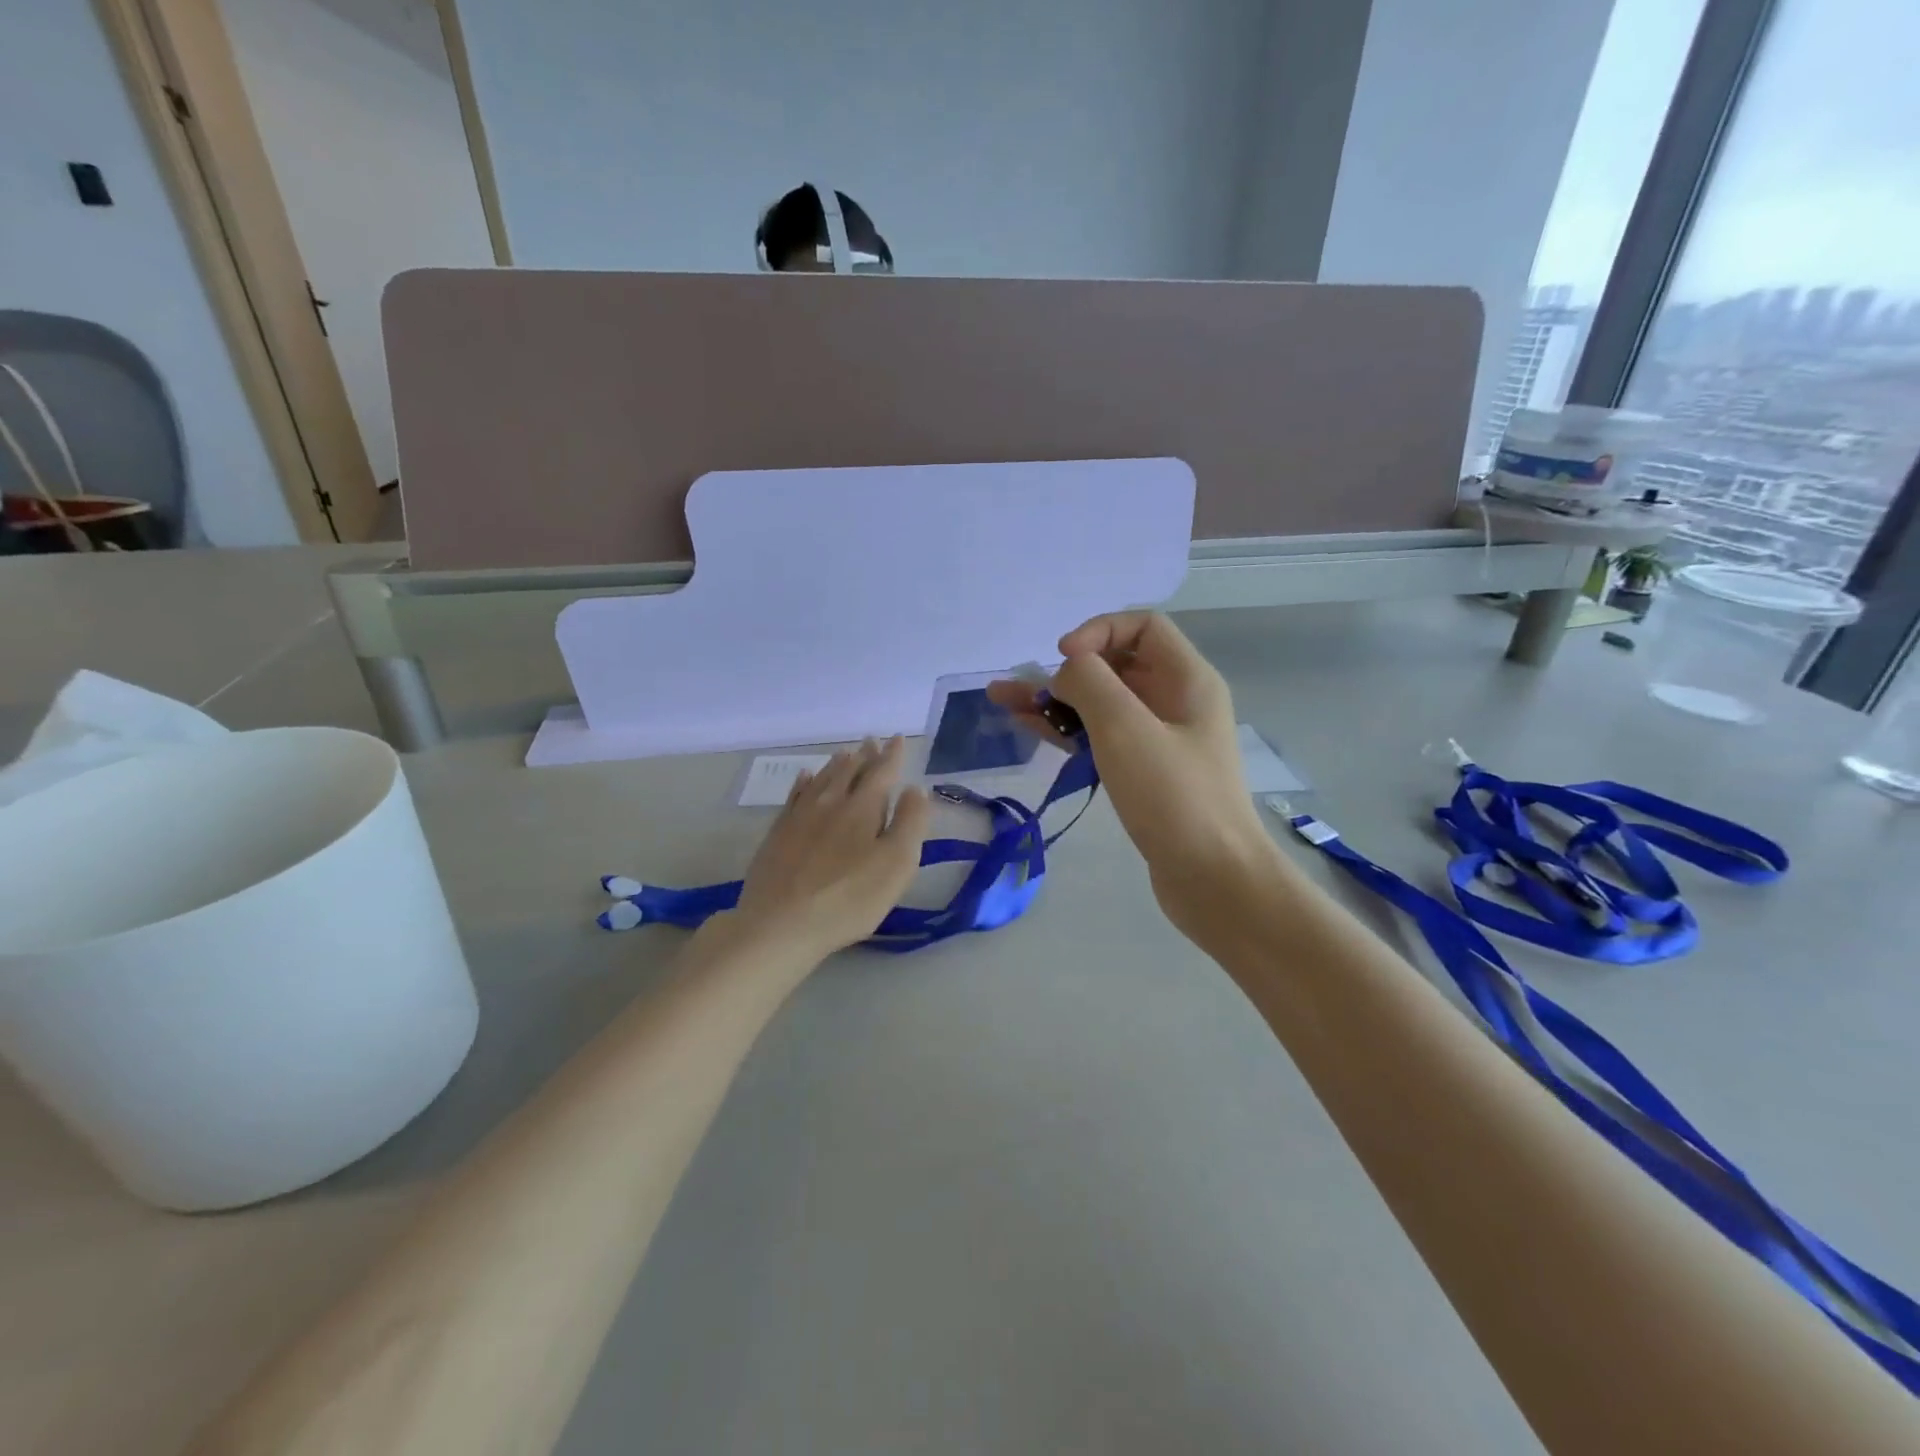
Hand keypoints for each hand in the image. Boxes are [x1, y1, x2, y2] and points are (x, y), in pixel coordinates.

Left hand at [734, 736, 930, 958]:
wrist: (781, 923)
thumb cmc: (849, 898)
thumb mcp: (896, 864)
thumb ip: (910, 823)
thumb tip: (915, 788)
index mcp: (863, 808)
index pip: (882, 772)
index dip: (892, 755)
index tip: (898, 738)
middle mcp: (830, 802)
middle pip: (850, 771)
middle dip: (865, 755)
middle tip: (872, 740)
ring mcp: (800, 816)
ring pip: (822, 779)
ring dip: (837, 764)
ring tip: (846, 752)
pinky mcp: (778, 833)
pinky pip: (794, 795)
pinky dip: (804, 782)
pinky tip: (805, 777)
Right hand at [989, 614, 1279, 945]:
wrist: (1215, 880)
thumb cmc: (1175, 798)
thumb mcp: (1126, 730)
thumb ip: (1090, 684)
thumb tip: (1068, 672)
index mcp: (1187, 679)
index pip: (1142, 626)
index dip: (1098, 631)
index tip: (1063, 660)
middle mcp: (1177, 701)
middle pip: (1117, 664)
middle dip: (1067, 669)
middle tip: (1019, 688)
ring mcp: (1162, 740)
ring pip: (1104, 704)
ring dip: (1057, 700)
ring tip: (1002, 702)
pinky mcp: (1146, 774)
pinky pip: (1103, 737)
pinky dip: (1069, 731)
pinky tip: (1031, 729)